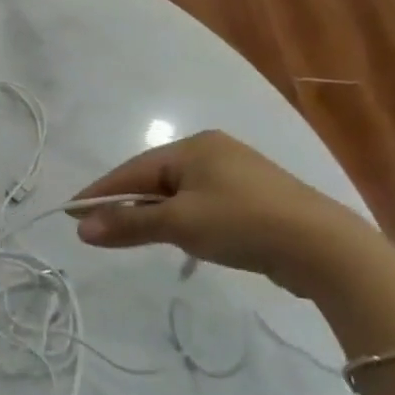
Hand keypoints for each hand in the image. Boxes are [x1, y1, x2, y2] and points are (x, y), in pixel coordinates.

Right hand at [69, 130, 379, 297]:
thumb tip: (80, 229)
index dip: (100, 192)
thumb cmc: (242, 223)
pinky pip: (202, 205)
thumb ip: (129, 224)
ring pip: (178, 193)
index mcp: (194, 146)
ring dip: (153, 215)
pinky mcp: (254, 199)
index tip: (70, 211)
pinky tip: (179, 238)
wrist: (325, 248)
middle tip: (97, 227)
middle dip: (126, 204)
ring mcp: (237, 175)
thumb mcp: (179, 224)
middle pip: (155, 179)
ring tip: (132, 236)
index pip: (133, 169)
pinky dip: (182, 220)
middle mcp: (213, 152)